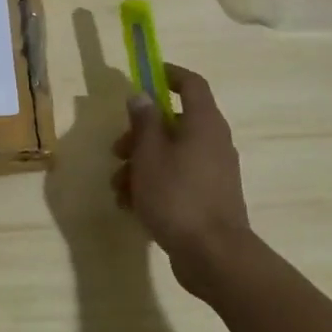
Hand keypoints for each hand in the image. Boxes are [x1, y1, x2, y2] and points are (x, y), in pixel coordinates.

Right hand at [111, 64, 252, 297]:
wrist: (214, 256)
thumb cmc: (177, 196)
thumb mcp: (149, 154)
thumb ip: (144, 122)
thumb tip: (142, 95)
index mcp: (203, 123)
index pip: (191, 84)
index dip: (169, 74)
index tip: (146, 75)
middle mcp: (213, 142)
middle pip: (174, 123)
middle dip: (140, 133)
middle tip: (117, 150)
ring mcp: (213, 172)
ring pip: (171, 154)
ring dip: (141, 164)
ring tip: (118, 187)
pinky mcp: (208, 198)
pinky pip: (177, 178)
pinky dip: (154, 184)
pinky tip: (131, 205)